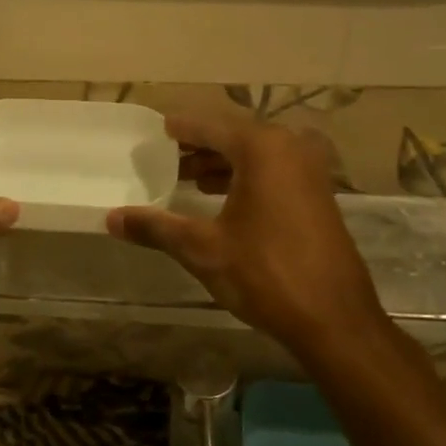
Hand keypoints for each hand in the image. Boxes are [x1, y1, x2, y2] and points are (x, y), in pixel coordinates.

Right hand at [108, 115, 386, 362]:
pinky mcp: (318, 196)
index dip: (180, 128)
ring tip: (187, 178)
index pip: (209, 126)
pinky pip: (273, 172)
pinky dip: (244, 178)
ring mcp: (309, 172)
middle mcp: (290, 149)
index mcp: (263, 149)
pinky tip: (220, 199)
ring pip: (255, 156)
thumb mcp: (203, 249)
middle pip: (234, 137)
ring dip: (221, 164)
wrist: (334, 319)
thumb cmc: (265, 274)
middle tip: (164, 157)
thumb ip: (156, 227)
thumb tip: (111, 218)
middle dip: (199, 147)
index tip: (155, 130)